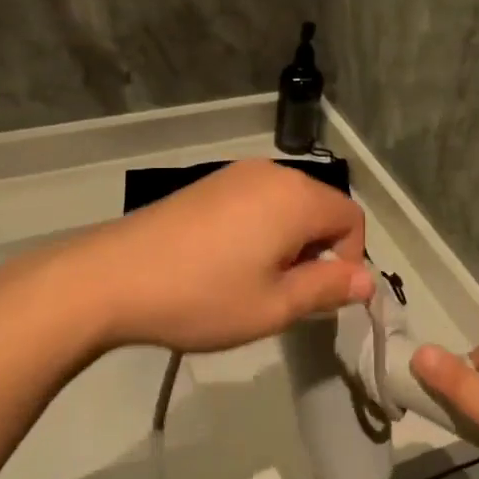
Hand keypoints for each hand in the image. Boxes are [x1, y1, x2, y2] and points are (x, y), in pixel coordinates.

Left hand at [64, 160, 373, 354]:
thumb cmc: (202, 296)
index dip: (348, 260)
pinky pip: (256, 201)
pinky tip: (225, 261)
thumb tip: (367, 280)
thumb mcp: (274, 306)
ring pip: (287, 205)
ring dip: (288, 241)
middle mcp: (271, 173)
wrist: (111, 277)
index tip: (317, 295)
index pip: (352, 219)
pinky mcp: (207, 182)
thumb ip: (328, 288)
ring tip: (253, 280)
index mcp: (296, 197)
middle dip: (317, 250)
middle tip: (284, 293)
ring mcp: (234, 173)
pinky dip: (260, 229)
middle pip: (320, 207)